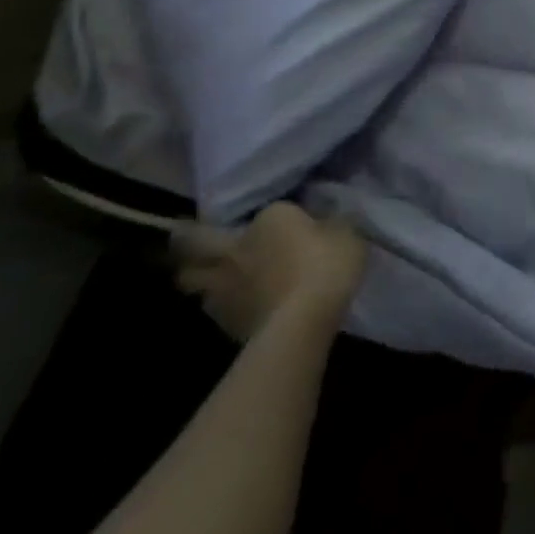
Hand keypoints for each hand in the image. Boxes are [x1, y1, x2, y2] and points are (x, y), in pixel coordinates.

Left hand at [173, 202, 368, 341]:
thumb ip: (332, 223)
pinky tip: (234, 307)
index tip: (287, 223)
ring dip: (199, 277)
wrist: (302, 322)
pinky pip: (213, 308)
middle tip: (191, 238)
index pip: (267, 210)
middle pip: (193, 242)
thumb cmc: (326, 265)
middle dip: (187, 239)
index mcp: (269, 219)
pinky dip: (220, 306)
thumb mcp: (347, 232)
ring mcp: (224, 288)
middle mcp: (236, 248)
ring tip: (211, 278)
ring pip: (192, 279)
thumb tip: (325, 221)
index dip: (273, 217)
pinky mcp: (224, 323)